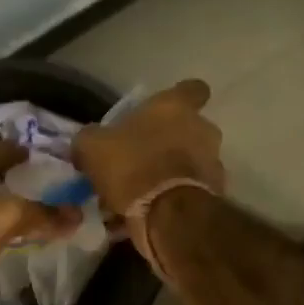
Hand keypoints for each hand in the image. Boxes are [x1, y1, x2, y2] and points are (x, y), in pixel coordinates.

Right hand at [72, 79, 224, 216]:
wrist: (169, 214)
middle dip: (168, 143)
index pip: (192, 89)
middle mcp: (202, 129)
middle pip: (188, 130)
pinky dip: (170, 200)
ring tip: (137, 195)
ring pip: (187, 163)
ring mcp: (213, 162)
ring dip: (167, 174)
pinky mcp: (214, 194)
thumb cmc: (132, 165)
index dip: (179, 98)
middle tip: (140, 159)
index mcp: (175, 107)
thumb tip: (89, 141)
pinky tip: (145, 215)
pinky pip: (186, 192)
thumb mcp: (93, 147)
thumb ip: (91, 138)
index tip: (163, 111)